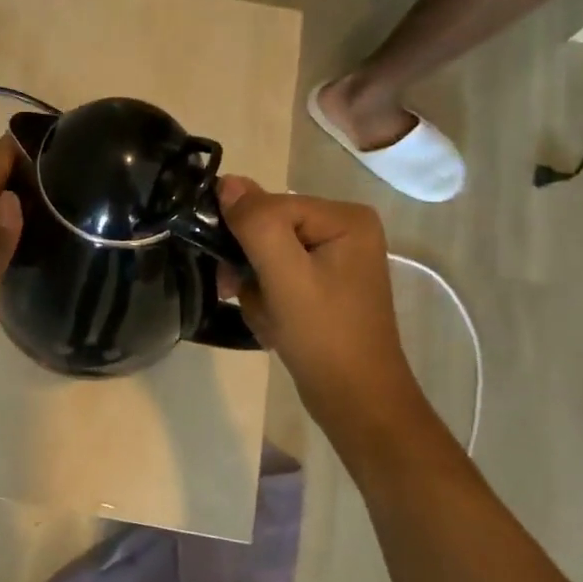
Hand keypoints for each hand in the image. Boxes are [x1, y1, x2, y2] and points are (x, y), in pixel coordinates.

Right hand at [215, 175, 421, 437]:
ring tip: (267, 317)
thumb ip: (256, 223)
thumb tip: (227, 181)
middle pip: (269, 230)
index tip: (232, 276)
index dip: (245, 238)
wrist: (356, 401)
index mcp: (346, 217)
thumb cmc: (323, 336)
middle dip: (251, 266)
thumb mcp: (285, 275)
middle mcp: (345, 230)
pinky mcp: (325, 286)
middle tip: (241, 296)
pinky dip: (267, 301)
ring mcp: (336, 260)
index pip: (272, 206)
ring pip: (268, 256)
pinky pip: (278, 278)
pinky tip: (274, 325)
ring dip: (255, 288)